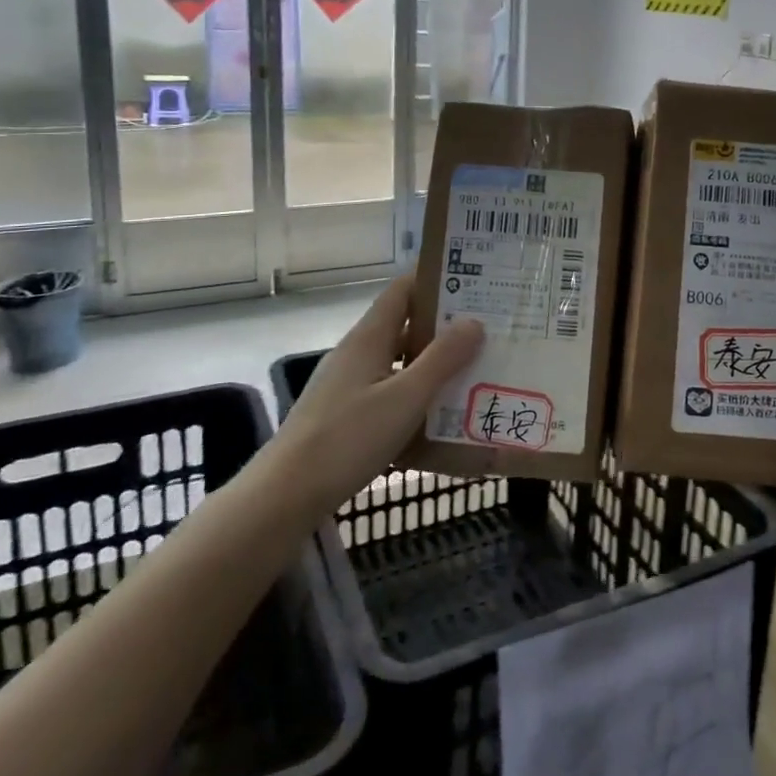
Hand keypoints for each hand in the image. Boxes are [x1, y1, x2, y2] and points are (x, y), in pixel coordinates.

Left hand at [275, 276, 483, 514]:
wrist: (285, 496)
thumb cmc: (348, 438)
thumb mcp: (405, 397)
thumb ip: (442, 359)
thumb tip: (475, 321)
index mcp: (369, 337)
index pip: (403, 289)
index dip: (436, 279)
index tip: (475, 282)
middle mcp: (358, 352)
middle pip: (406, 324)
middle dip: (446, 324)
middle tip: (489, 328)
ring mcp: (350, 384)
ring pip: (400, 361)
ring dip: (435, 362)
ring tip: (477, 367)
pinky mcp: (347, 414)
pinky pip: (391, 391)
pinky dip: (418, 394)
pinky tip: (443, 413)